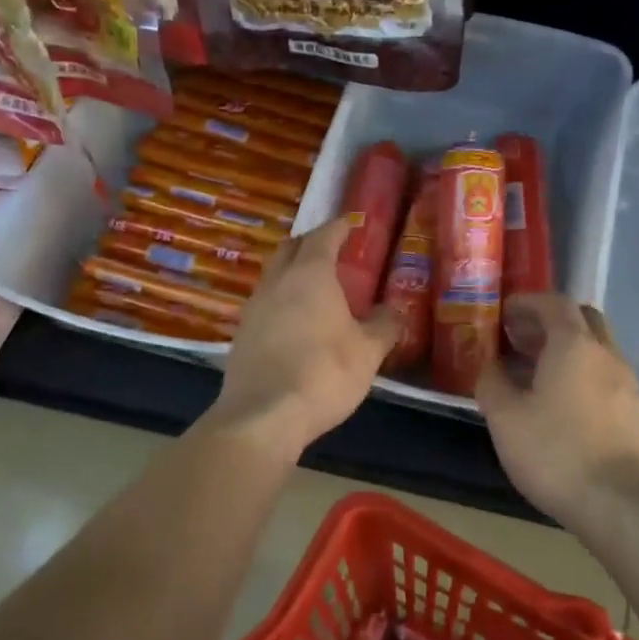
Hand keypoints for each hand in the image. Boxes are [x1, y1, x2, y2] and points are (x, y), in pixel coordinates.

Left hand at [208, 218, 399, 456]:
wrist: (263, 415)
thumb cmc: (323, 373)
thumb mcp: (367, 352)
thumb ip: (384, 326)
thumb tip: (396, 310)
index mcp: (310, 273)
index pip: (324, 236)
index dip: (339, 227)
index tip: (351, 224)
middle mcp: (277, 281)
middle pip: (291, 248)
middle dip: (311, 243)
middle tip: (333, 251)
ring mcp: (254, 306)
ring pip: (274, 275)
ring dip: (293, 272)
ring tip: (315, 287)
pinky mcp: (241, 333)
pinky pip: (265, 303)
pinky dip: (282, 300)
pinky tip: (295, 320)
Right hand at [476, 293, 638, 525]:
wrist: (621, 505)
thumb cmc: (556, 453)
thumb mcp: (505, 418)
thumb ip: (492, 382)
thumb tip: (490, 365)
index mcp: (574, 346)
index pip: (554, 303)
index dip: (528, 302)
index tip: (504, 312)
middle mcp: (607, 354)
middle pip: (582, 319)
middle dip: (551, 322)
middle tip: (521, 339)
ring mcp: (629, 384)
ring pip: (597, 350)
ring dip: (568, 350)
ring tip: (536, 374)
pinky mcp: (638, 413)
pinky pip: (607, 377)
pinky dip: (583, 375)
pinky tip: (563, 405)